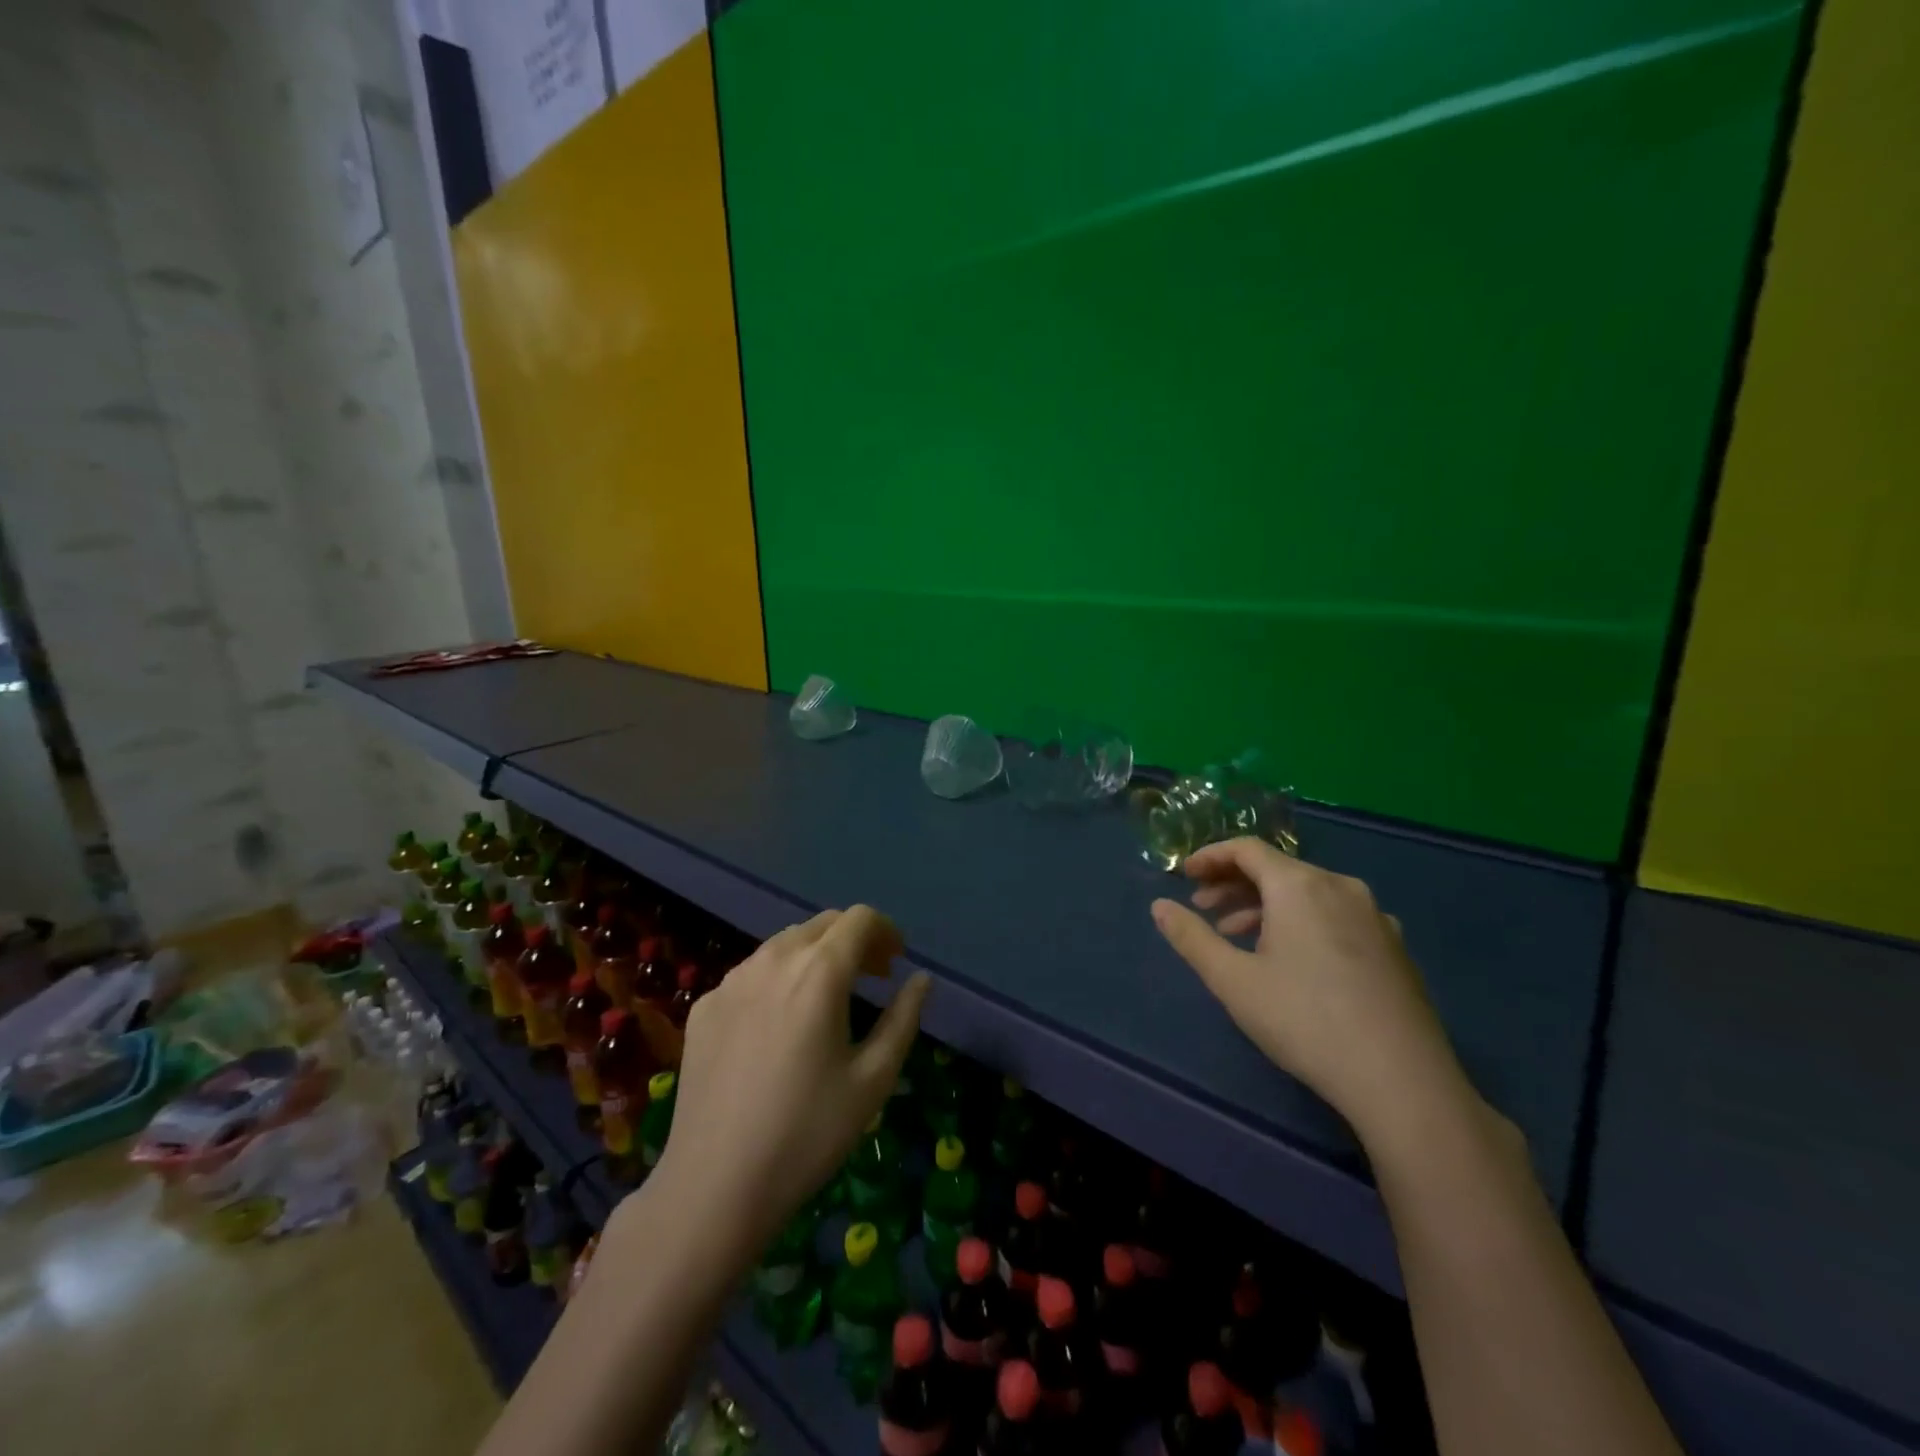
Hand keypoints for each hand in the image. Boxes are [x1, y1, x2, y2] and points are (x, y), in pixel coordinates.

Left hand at [652, 906, 929, 1257]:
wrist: (714, 1187)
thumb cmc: (808, 1134)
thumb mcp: (873, 1079)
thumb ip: (903, 1018)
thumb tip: (920, 979)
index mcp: (819, 972)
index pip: (860, 919)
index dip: (886, 931)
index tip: (896, 963)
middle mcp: (773, 961)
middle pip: (822, 924)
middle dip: (854, 940)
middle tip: (872, 978)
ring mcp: (732, 981)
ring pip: (784, 943)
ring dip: (815, 955)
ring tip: (828, 997)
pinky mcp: (704, 1006)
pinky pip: (752, 973)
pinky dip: (778, 978)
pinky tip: (780, 1024)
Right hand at [1150, 837, 1473, 1151]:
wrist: (1402, 1080)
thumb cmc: (1305, 1020)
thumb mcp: (1233, 980)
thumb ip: (1191, 937)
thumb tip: (1159, 906)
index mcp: (1300, 885)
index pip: (1247, 849)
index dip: (1210, 856)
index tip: (1184, 875)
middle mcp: (1340, 887)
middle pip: (1277, 869)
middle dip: (1233, 884)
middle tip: (1203, 909)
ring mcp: (1374, 916)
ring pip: (1307, 894)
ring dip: (1265, 906)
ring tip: (1237, 937)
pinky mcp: (1393, 947)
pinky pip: (1335, 915)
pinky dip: (1300, 922)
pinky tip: (1290, 959)